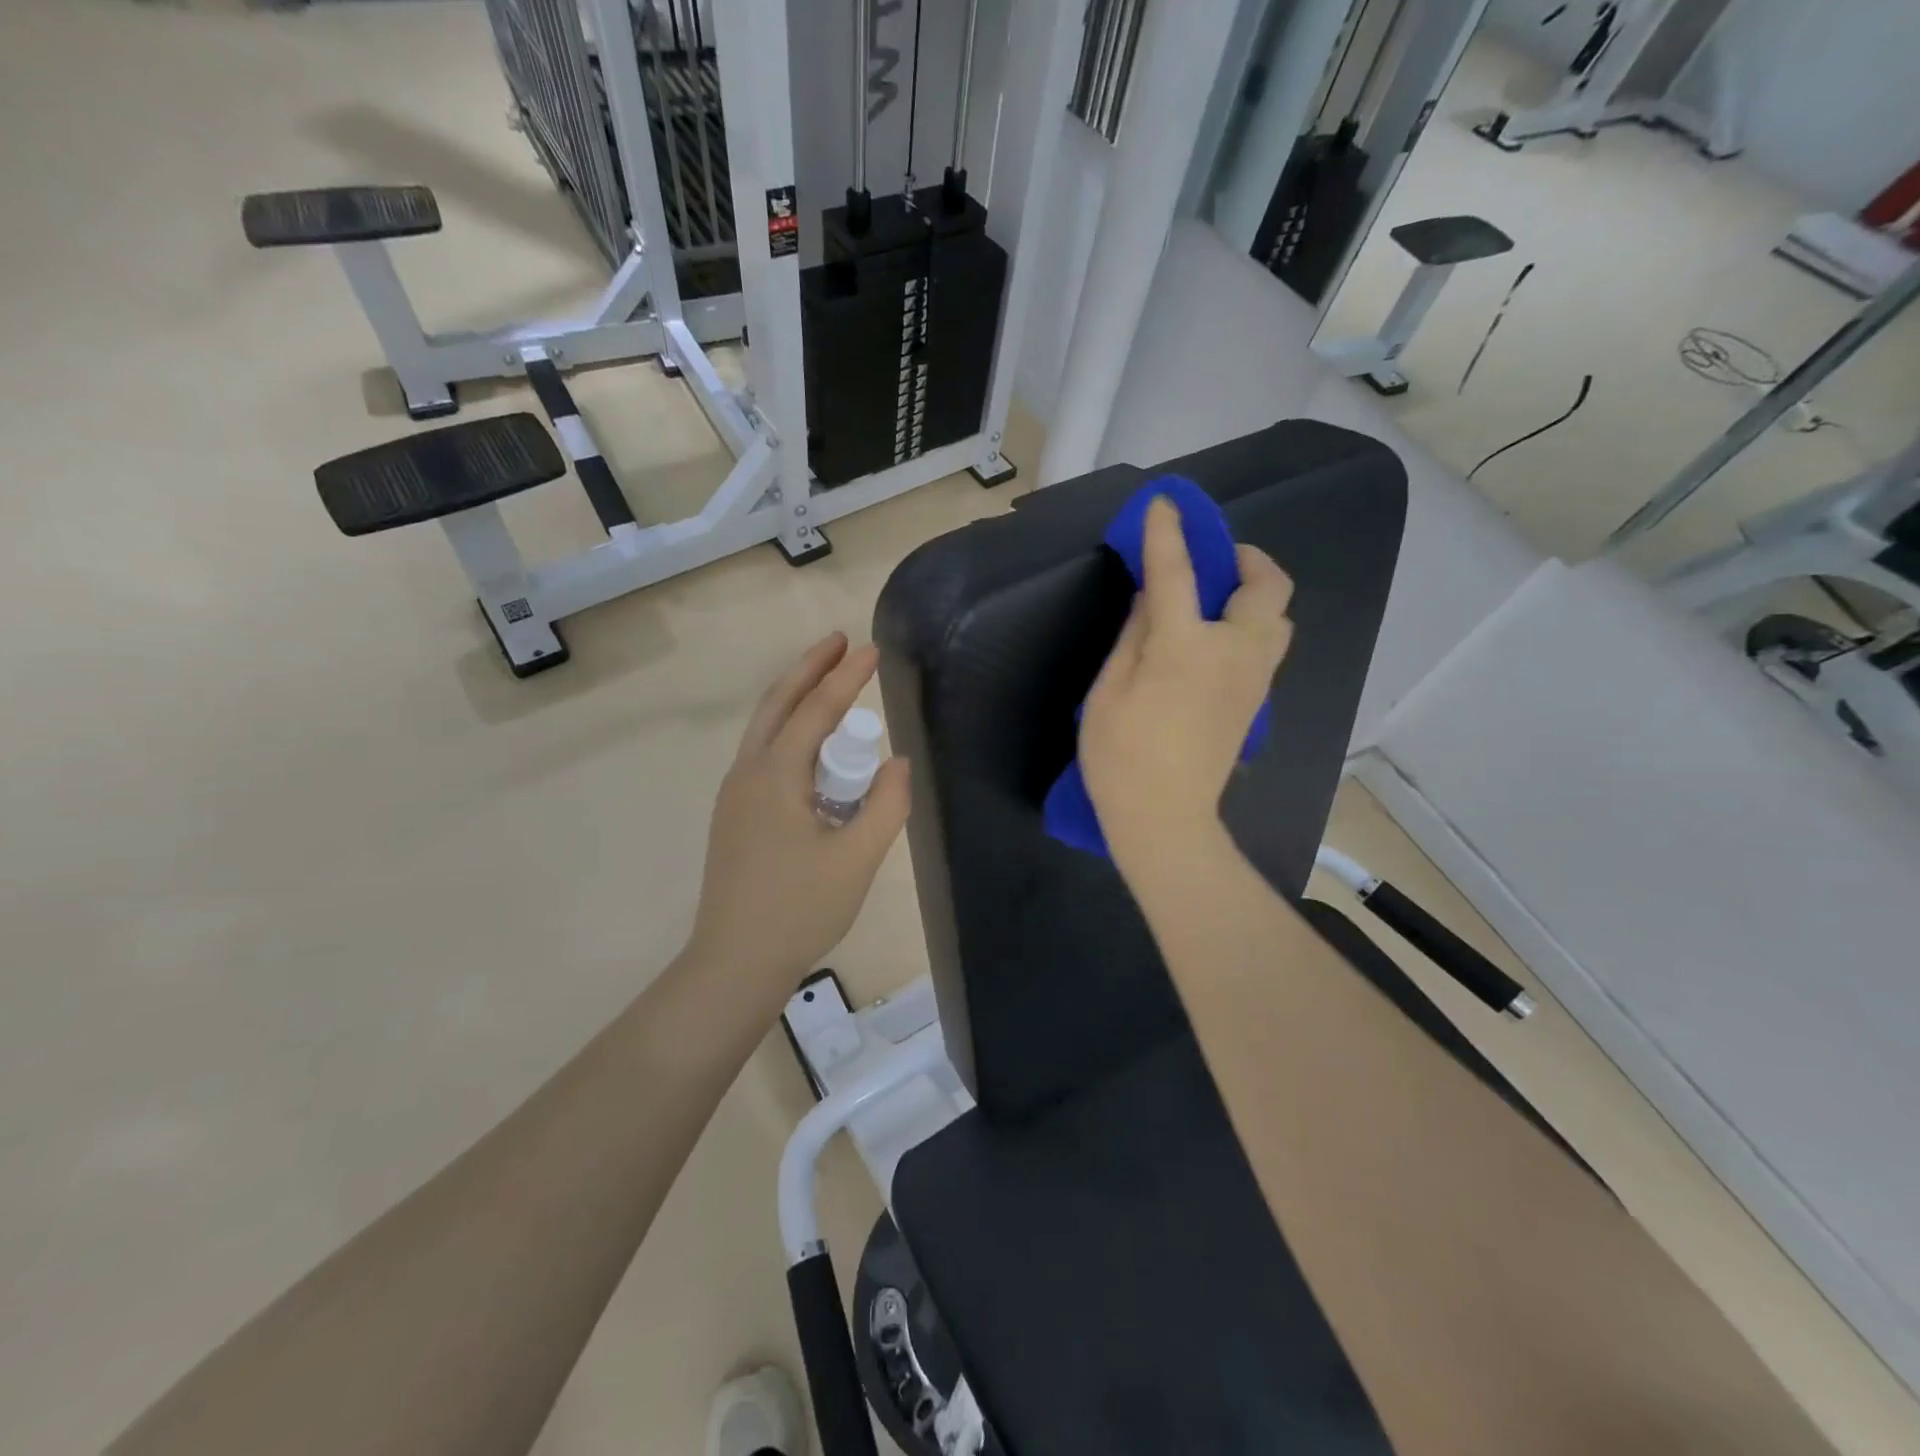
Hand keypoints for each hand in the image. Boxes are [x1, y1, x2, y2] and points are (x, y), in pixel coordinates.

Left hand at [687, 633, 911, 1000]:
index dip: (846, 677)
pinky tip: (812, 748)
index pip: (816, 710)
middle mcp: (748, 774)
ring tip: (828, 683)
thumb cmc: (799, 909)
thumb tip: (897, 762)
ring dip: (796, 698)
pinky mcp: (735, 816)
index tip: (871, 649)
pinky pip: (764, 755)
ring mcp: (735, 795)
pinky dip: (789, 731)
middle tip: (838, 642)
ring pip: (765, 729)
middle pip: (777, 704)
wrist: (735, 962)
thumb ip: (886, 804)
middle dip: (809, 668)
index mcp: (775, 776)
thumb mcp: (857, 858)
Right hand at [1080, 497, 1293, 875]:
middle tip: (1216, 559)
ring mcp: (1253, 679)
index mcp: (1185, 647)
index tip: (1165, 504)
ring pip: (1278, 618)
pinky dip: (1252, 625)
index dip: (1168, 534)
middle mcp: (1233, 653)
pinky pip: (1267, 646)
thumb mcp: (1108, 691)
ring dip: (1255, 594)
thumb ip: (1134, 635)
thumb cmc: (1121, 757)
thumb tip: (1153, 596)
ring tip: (1218, 600)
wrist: (1165, 820)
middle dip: (1248, 558)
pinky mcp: (1256, 702)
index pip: (1177, 573)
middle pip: (1267, 587)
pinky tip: (1217, 640)